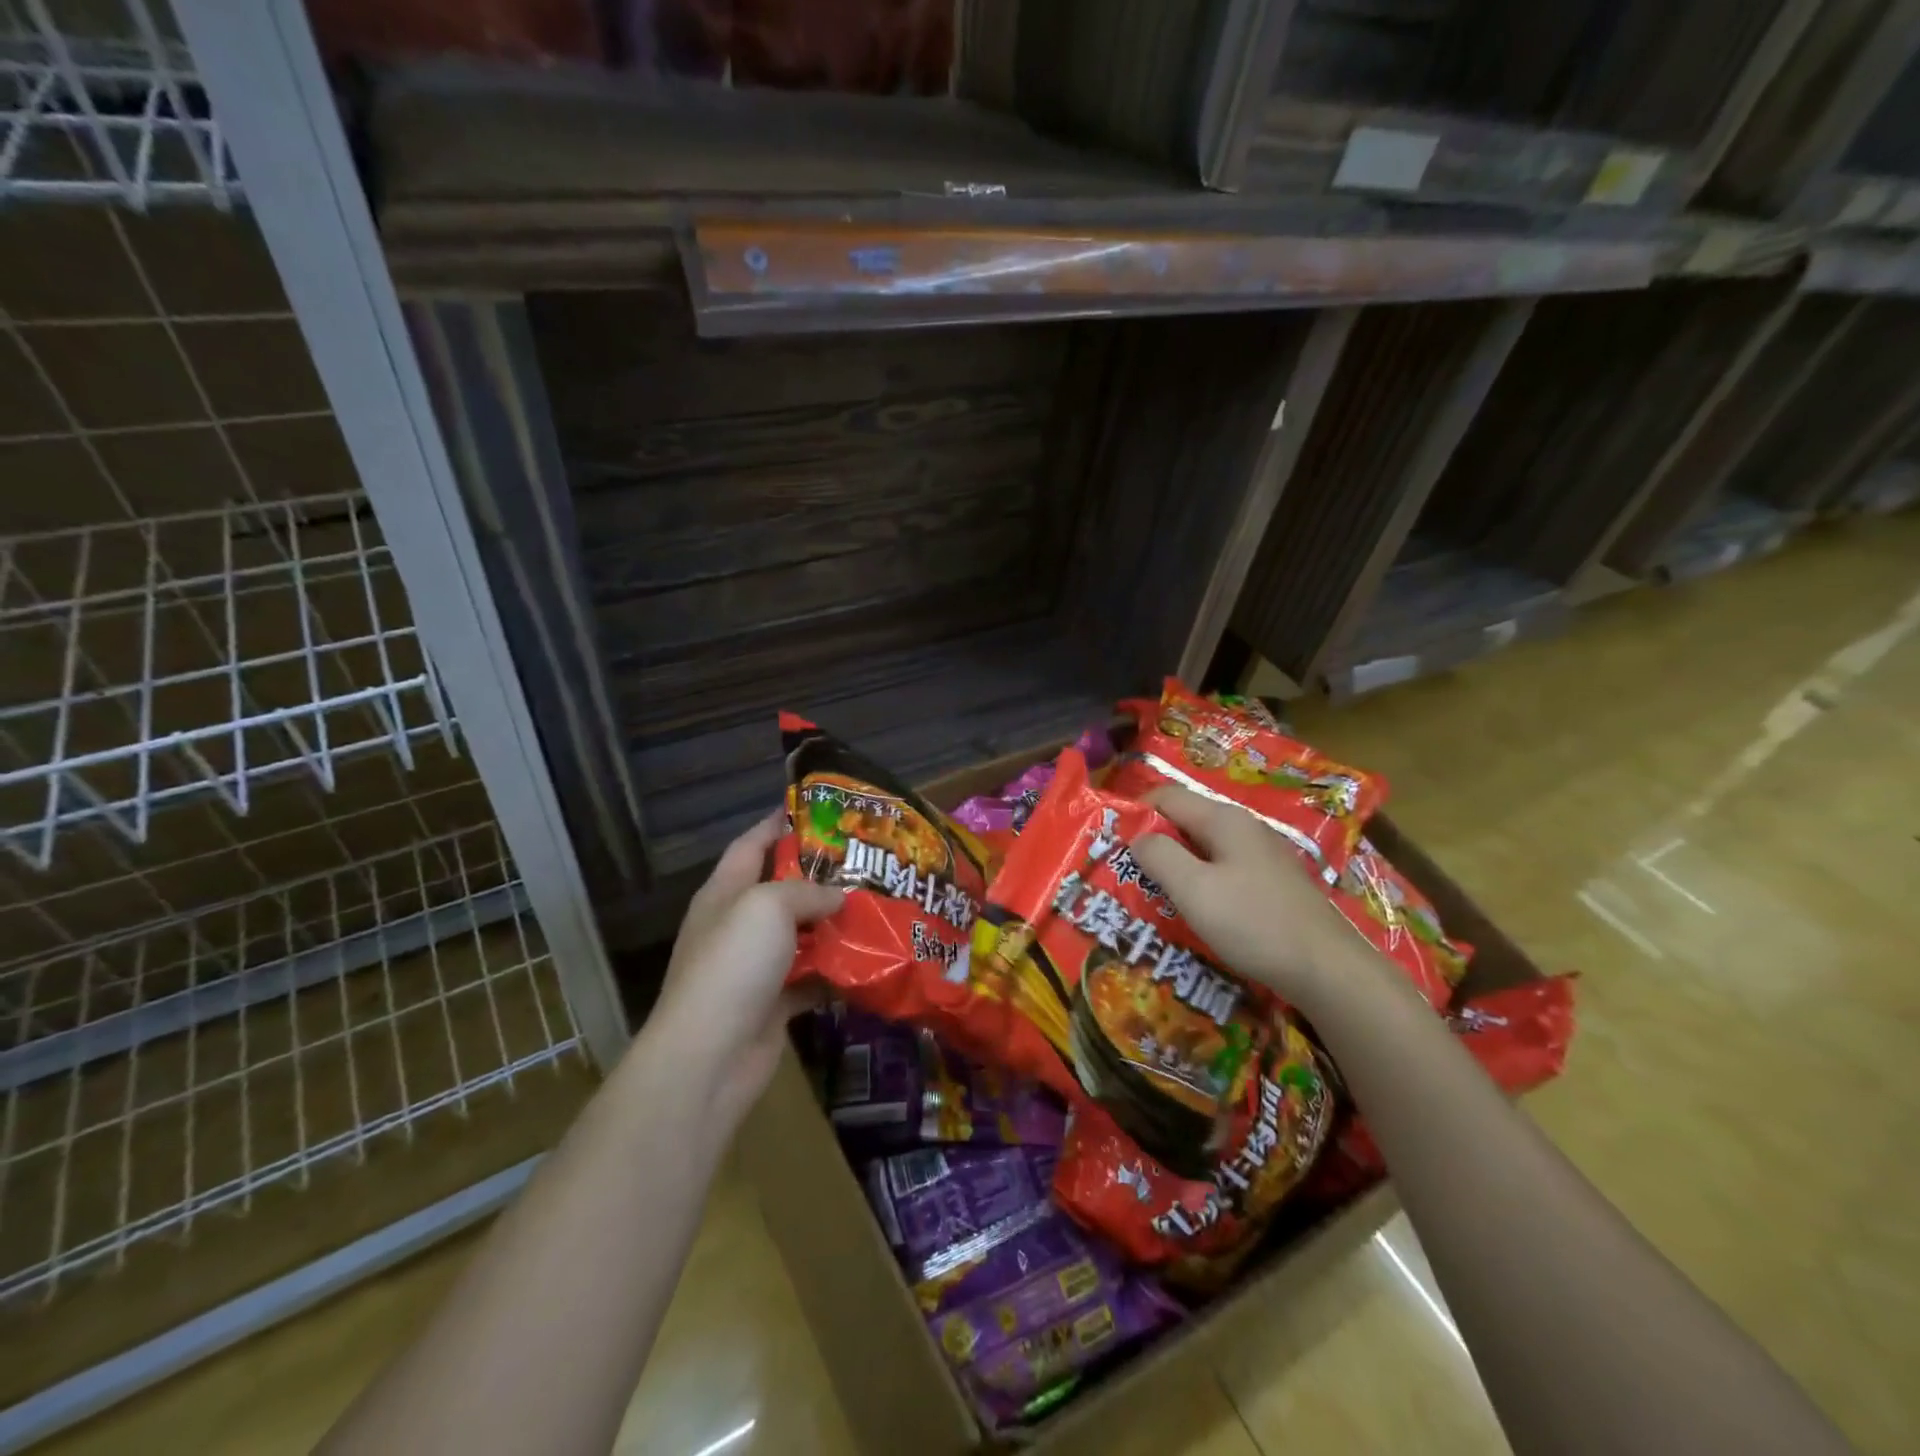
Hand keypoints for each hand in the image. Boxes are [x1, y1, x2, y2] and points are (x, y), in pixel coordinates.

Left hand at [649, 810, 844, 1121]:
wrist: (709, 1057)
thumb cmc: (733, 965)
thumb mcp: (768, 907)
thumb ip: (807, 891)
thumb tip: (839, 896)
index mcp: (725, 892)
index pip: (752, 843)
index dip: (780, 822)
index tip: (820, 809)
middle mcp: (737, 925)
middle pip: (781, 888)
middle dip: (821, 875)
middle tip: (867, 861)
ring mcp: (754, 967)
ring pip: (801, 934)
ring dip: (833, 923)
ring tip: (878, 906)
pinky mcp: (773, 1003)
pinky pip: (810, 977)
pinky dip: (836, 970)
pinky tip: (870, 960)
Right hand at [1130, 785, 1372, 1011]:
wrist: (1328, 970)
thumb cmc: (1254, 923)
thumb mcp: (1194, 889)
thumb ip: (1158, 856)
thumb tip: (1137, 836)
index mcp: (1224, 820)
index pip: (1166, 796)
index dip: (1135, 813)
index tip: (1110, 844)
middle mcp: (1244, 828)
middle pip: (1185, 820)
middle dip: (1153, 842)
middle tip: (1127, 874)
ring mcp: (1261, 855)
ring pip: (1203, 847)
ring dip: (1175, 865)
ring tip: (1153, 894)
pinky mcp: (1271, 883)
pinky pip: (1222, 869)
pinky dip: (1200, 882)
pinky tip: (1194, 910)